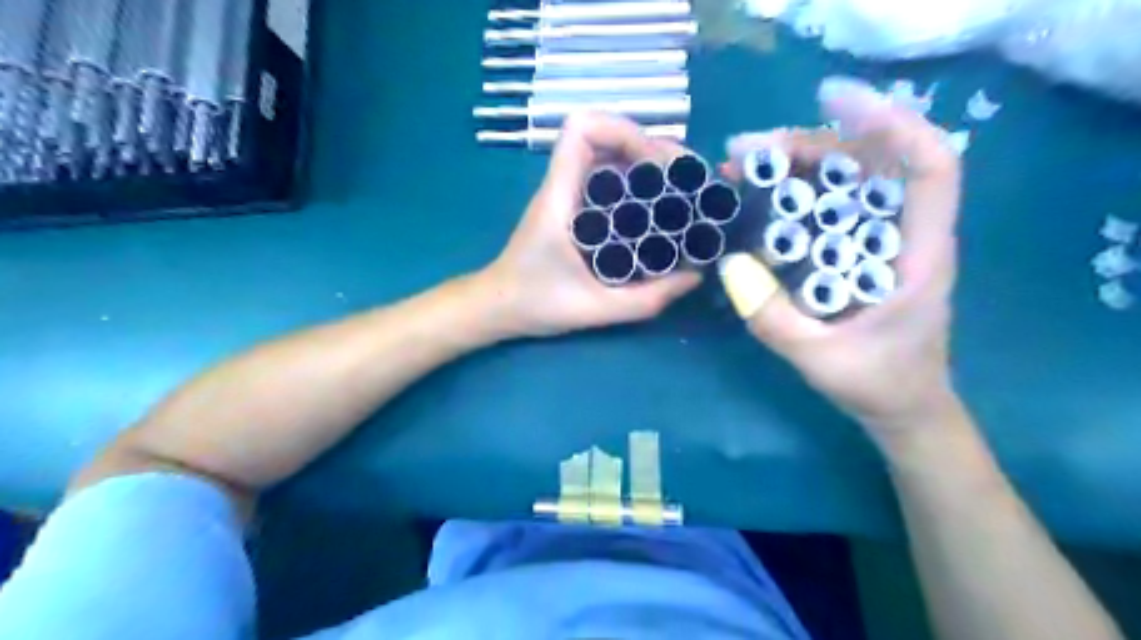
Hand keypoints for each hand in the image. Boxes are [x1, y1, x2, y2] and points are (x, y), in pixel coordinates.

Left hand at [476, 113, 705, 339]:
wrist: (497, 308)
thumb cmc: (534, 304)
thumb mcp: (595, 309)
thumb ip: (646, 299)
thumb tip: (695, 275)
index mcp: (560, 196)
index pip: (582, 128)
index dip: (624, 131)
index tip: (657, 165)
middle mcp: (563, 185)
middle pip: (605, 135)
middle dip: (650, 148)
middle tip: (685, 180)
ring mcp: (568, 195)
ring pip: (609, 156)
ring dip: (647, 164)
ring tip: (681, 190)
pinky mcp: (574, 209)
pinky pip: (608, 181)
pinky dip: (636, 184)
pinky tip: (658, 209)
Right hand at [720, 76, 960, 444]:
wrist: (902, 409)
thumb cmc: (877, 385)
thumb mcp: (819, 359)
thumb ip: (774, 319)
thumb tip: (729, 265)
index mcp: (919, 254)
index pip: (929, 167)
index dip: (891, 123)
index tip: (832, 100)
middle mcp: (904, 235)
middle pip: (870, 165)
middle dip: (811, 145)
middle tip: (746, 151)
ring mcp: (879, 242)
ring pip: (846, 182)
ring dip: (796, 165)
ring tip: (741, 167)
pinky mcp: (856, 253)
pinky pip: (828, 209)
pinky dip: (794, 194)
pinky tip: (758, 196)